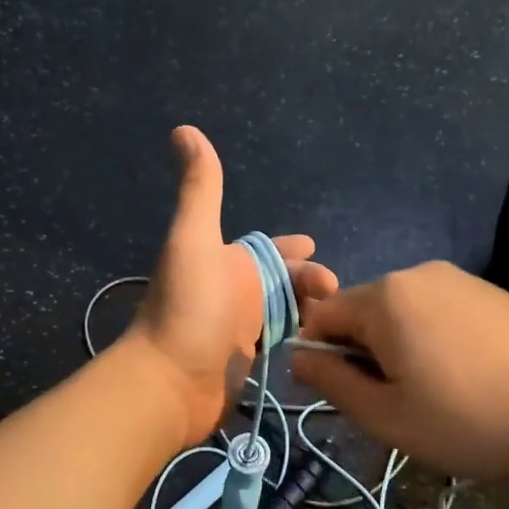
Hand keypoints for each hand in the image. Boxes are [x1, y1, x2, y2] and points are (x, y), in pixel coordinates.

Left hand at [124, 127, 338, 442]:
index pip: (265, 249)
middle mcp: (232, 292)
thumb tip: (184, 129)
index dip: (290, 248)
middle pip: (281, 282)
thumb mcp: (194, 238)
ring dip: (309, 310)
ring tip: (338, 319)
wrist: (170, 379)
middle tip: (337, 292)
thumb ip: (199, 187)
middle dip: (309, 281)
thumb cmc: (189, 306)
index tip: (315, 248)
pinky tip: (322, 342)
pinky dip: (299, 338)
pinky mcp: (244, 363)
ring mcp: (238, 330)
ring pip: (283, 312)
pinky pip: (279, 343)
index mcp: (225, 261)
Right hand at [288, 261, 508, 494]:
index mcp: (385, 298)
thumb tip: (298, 358)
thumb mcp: (387, 417)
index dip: (320, 356)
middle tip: (394, 402)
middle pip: (364, 311)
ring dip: (400, 347)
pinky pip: (440, 311)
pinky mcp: (492, 292)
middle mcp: (418, 274)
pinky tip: (468, 377)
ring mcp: (460, 279)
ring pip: (403, 312)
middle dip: (364, 352)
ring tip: (435, 394)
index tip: (344, 395)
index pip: (322, 315)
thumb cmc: (470, 421)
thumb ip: (332, 384)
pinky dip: (435, 339)